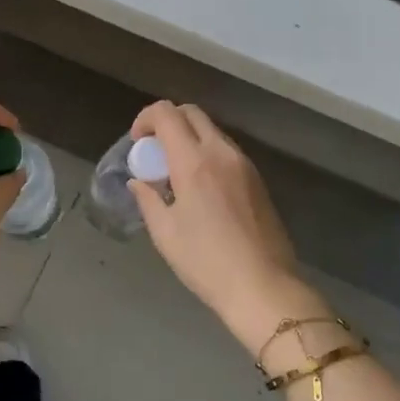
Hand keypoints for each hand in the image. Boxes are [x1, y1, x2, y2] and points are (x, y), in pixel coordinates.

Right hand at [128, 101, 317, 349]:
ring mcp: (244, 164)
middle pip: (192, 113)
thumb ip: (148, 199)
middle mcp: (221, 152)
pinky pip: (226, 151)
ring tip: (174, 173)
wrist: (264, 287)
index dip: (145, 118)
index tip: (136, 142)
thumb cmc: (206, 262)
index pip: (167, 114)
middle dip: (167, 121)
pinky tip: (199, 188)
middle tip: (153, 151)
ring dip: (188, 138)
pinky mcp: (257, 180)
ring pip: (212, 131)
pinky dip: (206, 154)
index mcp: (194, 162)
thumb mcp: (165, 233)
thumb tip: (139, 182)